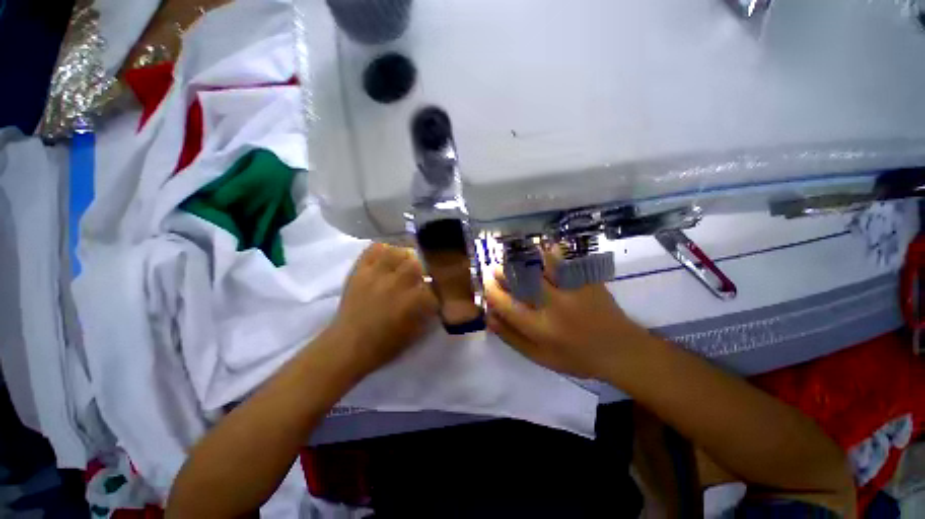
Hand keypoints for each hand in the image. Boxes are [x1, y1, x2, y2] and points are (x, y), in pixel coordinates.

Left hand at [325, 243, 438, 377]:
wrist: (348, 346)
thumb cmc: (385, 344)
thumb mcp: (416, 332)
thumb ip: (430, 310)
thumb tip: (437, 296)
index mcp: (412, 302)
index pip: (434, 286)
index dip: (438, 288)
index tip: (437, 291)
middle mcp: (396, 284)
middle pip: (417, 264)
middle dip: (423, 269)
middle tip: (421, 276)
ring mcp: (376, 275)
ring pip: (397, 252)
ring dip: (405, 257)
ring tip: (405, 264)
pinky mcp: (360, 271)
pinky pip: (373, 249)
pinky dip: (383, 250)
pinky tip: (387, 258)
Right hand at [485, 251, 650, 379]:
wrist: (620, 351)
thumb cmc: (576, 357)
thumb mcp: (540, 357)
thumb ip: (512, 338)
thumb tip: (489, 316)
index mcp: (540, 328)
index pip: (505, 304)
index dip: (491, 290)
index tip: (487, 284)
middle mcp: (553, 306)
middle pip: (520, 280)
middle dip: (503, 271)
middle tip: (496, 268)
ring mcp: (572, 290)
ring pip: (541, 264)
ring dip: (524, 257)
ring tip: (515, 257)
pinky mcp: (587, 280)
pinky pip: (566, 259)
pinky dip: (551, 251)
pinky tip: (543, 249)